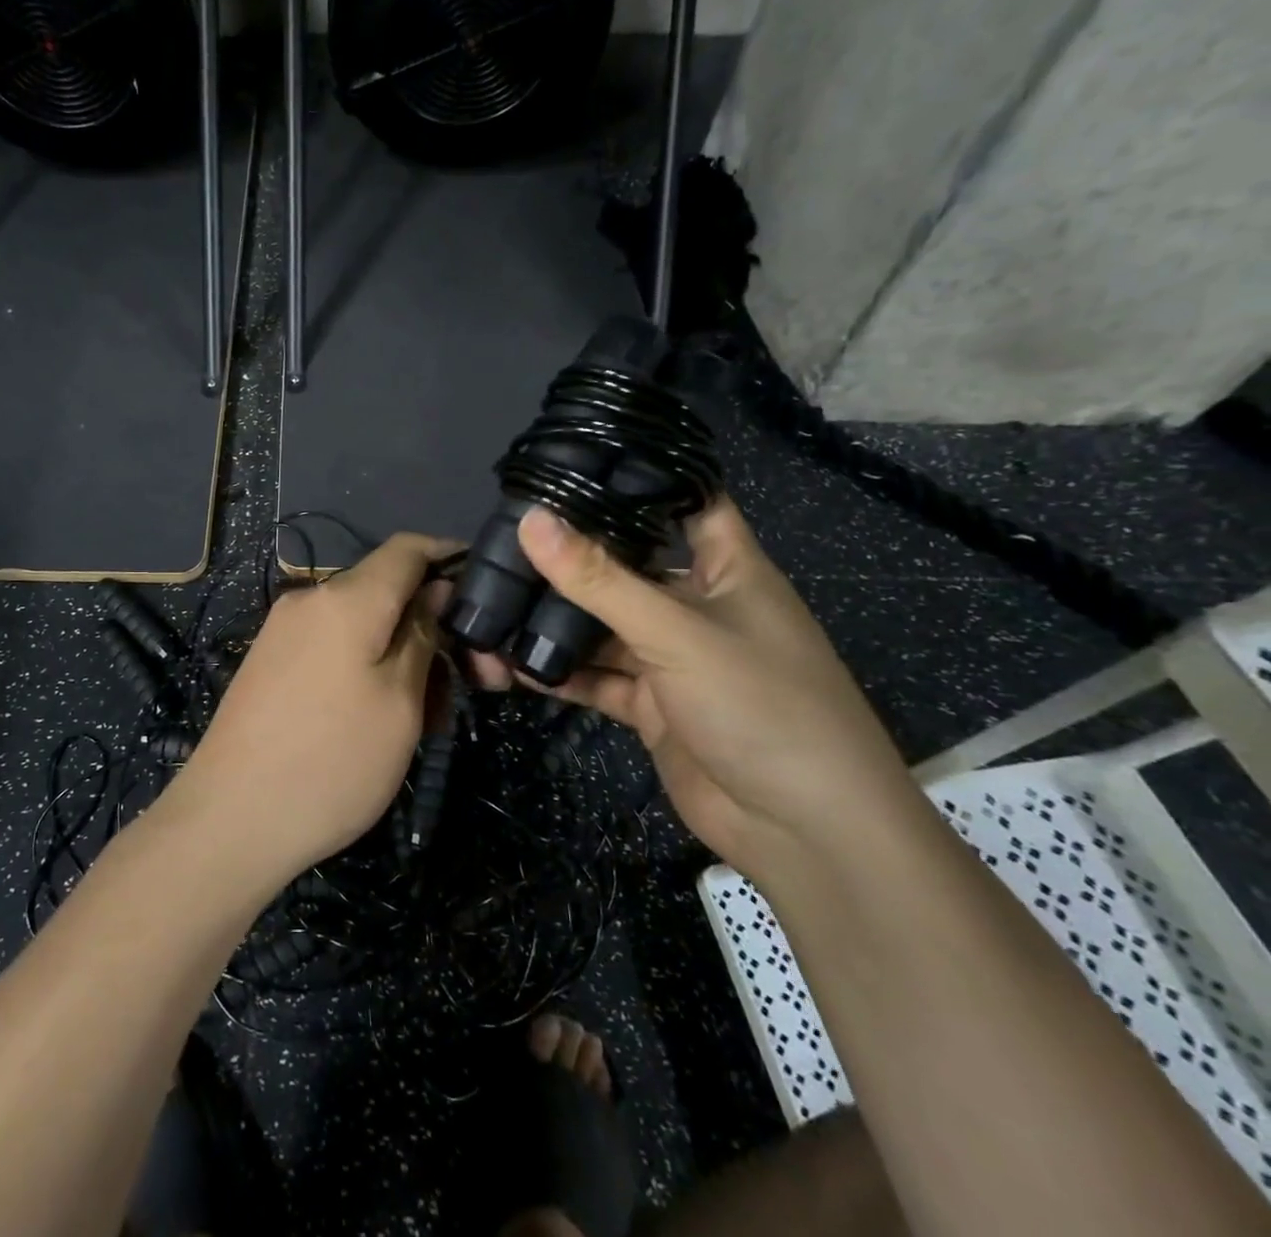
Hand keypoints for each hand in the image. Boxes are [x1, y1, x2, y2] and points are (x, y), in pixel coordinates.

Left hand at [179, 533, 452, 884]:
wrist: (228, 820)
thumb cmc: (332, 761)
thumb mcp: (399, 702)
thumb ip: (423, 635)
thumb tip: (437, 590)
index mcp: (346, 598)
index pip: (408, 548)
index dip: (450, 556)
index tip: (490, 588)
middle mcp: (310, 600)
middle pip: (386, 590)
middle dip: (434, 625)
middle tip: (476, 680)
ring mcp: (284, 631)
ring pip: (362, 624)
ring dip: (404, 653)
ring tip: (432, 714)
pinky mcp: (270, 662)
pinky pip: (333, 646)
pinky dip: (369, 666)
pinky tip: (386, 716)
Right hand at [495, 501, 914, 885]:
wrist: (803, 832)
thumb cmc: (760, 705)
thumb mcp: (675, 631)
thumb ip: (599, 580)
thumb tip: (531, 520)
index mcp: (728, 570)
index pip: (687, 503)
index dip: (640, 480)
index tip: (575, 462)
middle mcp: (698, 607)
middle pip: (629, 568)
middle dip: (574, 557)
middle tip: (504, 537)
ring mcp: (673, 660)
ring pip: (605, 628)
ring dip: (556, 622)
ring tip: (493, 602)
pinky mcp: (652, 707)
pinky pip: (598, 679)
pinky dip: (560, 673)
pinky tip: (511, 665)